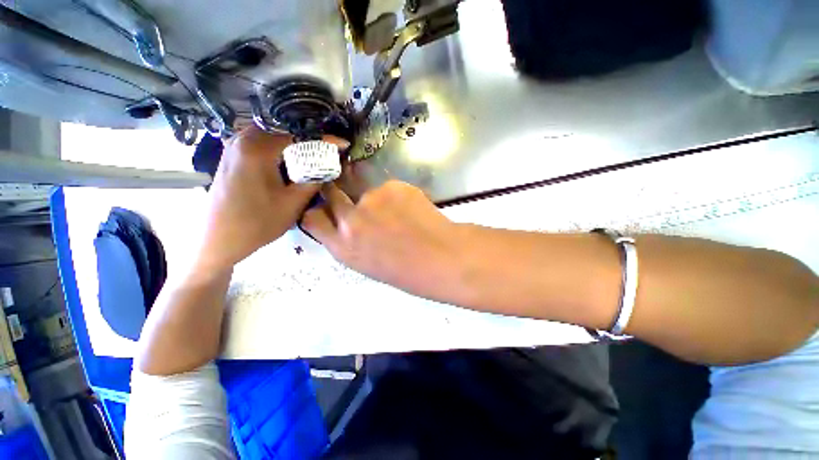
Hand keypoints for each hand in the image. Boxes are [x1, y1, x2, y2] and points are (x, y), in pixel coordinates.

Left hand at [196, 127, 346, 271]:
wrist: (220, 240)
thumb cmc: (258, 223)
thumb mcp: (294, 203)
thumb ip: (315, 180)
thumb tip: (330, 166)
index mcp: (258, 149)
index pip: (299, 136)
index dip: (324, 140)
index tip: (343, 144)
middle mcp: (243, 141)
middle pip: (285, 132)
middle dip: (309, 141)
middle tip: (328, 152)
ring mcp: (233, 148)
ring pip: (272, 137)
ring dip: (294, 146)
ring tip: (313, 157)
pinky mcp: (231, 158)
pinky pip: (260, 145)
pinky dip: (279, 150)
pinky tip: (289, 164)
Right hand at [301, 180, 465, 299]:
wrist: (442, 257)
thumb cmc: (408, 271)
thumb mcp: (368, 264)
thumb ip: (351, 242)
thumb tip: (346, 223)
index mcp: (343, 246)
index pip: (312, 218)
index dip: (318, 211)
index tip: (326, 209)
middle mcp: (350, 219)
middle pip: (332, 195)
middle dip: (341, 197)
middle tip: (360, 203)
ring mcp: (372, 199)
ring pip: (367, 192)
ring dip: (378, 201)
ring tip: (400, 216)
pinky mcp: (393, 186)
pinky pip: (390, 189)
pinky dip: (398, 197)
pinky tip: (413, 210)